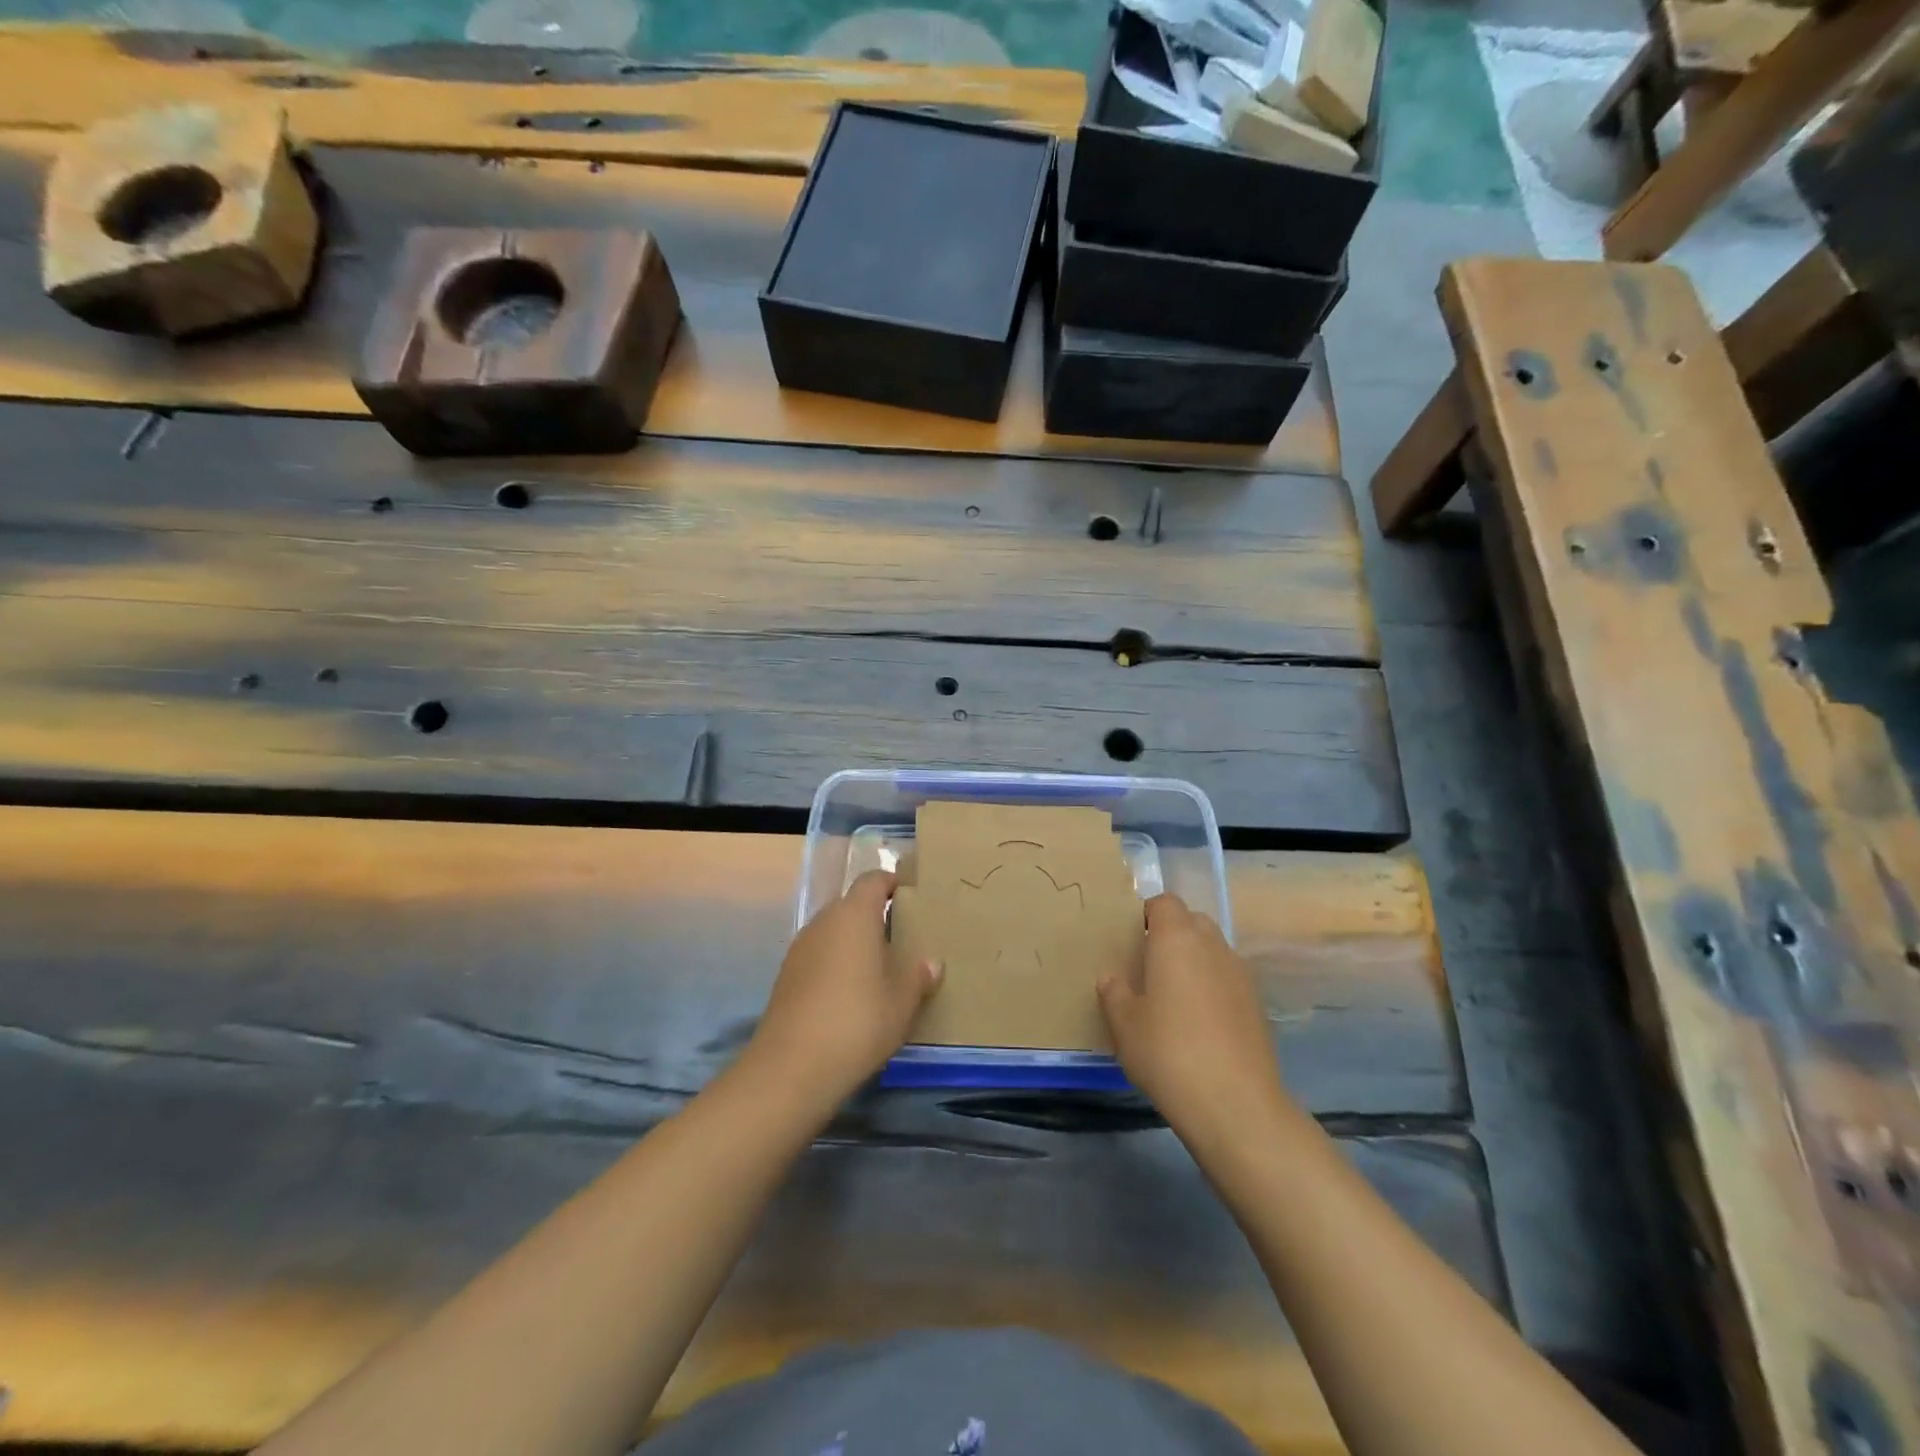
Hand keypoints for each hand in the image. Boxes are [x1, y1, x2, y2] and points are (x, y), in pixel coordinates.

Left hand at [746, 871, 941, 1104]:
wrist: (792, 1067)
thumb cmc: (858, 1021)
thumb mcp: (902, 1002)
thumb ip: (919, 976)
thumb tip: (931, 962)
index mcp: (854, 915)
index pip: (873, 880)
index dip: (893, 883)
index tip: (913, 898)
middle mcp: (824, 921)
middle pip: (852, 905)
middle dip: (876, 917)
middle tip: (903, 939)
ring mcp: (800, 948)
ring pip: (834, 931)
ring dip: (854, 942)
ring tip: (880, 970)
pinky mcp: (787, 975)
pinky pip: (819, 956)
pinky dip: (836, 964)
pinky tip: (851, 995)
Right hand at [1098, 895, 1289, 1143]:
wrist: (1235, 1104)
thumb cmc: (1168, 1052)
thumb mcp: (1124, 1025)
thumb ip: (1114, 993)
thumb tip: (1112, 978)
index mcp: (1177, 939)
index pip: (1165, 902)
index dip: (1147, 913)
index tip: (1131, 938)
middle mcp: (1213, 945)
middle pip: (1192, 921)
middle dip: (1172, 934)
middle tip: (1148, 965)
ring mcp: (1241, 974)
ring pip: (1213, 950)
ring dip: (1194, 960)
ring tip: (1173, 995)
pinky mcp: (1257, 1005)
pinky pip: (1228, 979)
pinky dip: (1213, 987)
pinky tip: (1199, 1022)